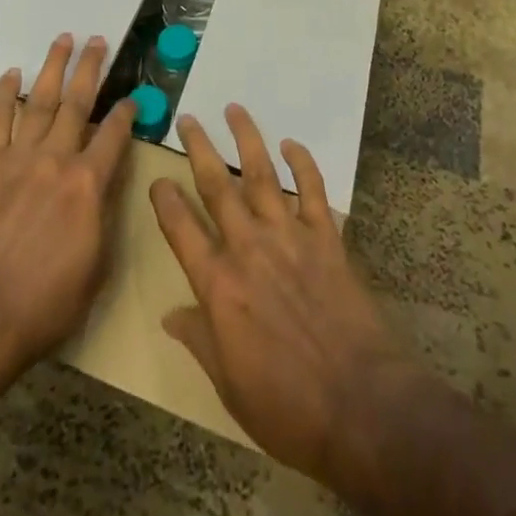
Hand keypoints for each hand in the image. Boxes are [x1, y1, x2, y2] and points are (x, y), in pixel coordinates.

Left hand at [0, 33, 134, 372]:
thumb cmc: (44, 303)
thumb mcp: (95, 267)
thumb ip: (103, 217)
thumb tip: (106, 186)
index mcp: (90, 184)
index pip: (115, 135)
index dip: (126, 112)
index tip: (132, 97)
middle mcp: (58, 159)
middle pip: (78, 102)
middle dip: (91, 68)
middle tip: (98, 40)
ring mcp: (20, 157)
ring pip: (41, 100)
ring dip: (54, 68)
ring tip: (64, 40)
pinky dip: (4, 94)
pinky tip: (11, 73)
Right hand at [149, 104, 421, 482]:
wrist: (360, 405)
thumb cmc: (287, 407)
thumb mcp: (229, 386)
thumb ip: (199, 340)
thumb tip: (170, 314)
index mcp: (219, 285)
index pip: (181, 230)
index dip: (165, 200)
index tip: (156, 177)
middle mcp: (249, 248)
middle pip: (217, 187)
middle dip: (199, 149)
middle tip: (188, 118)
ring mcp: (289, 236)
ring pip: (263, 174)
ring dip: (246, 139)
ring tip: (234, 109)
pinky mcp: (326, 237)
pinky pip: (313, 190)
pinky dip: (303, 163)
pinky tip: (292, 143)